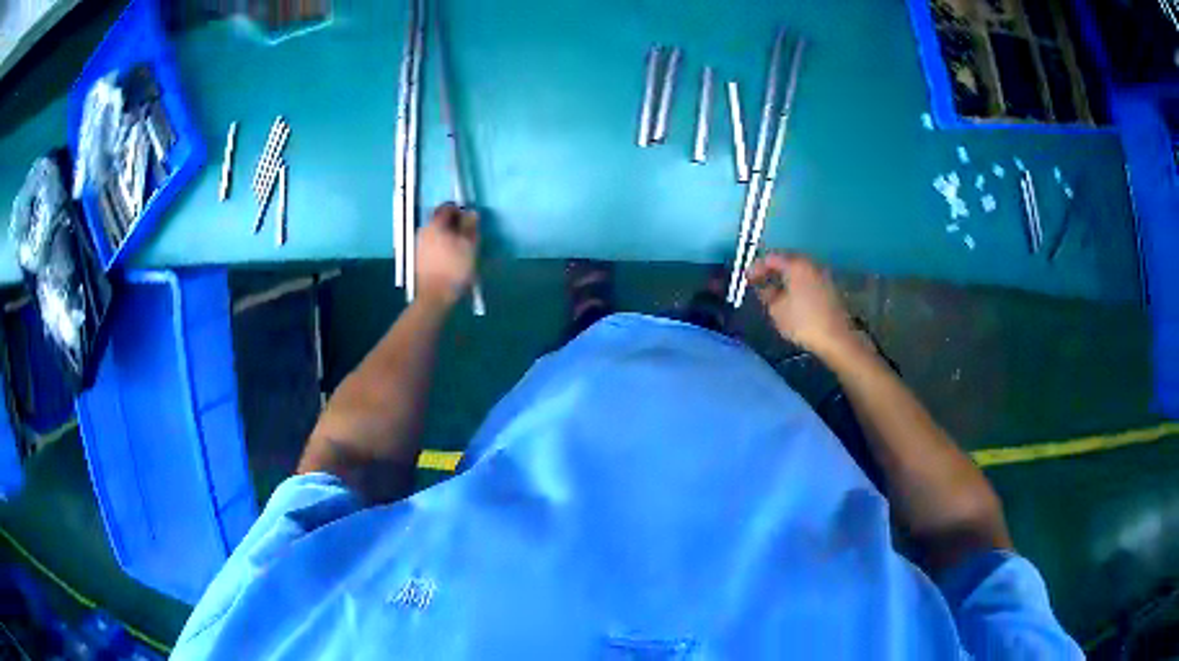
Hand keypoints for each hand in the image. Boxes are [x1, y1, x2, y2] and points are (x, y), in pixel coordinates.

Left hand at [415, 203, 479, 306]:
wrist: (435, 296)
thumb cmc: (455, 268)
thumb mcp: (469, 245)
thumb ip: (470, 226)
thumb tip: (471, 213)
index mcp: (435, 225)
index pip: (447, 208)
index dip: (459, 210)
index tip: (470, 220)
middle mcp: (424, 231)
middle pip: (440, 220)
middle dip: (454, 224)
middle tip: (467, 235)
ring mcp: (419, 245)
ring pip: (436, 233)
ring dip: (448, 236)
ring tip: (460, 248)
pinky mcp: (419, 258)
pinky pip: (432, 245)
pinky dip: (442, 246)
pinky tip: (450, 258)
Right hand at [748, 253, 859, 357]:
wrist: (836, 337)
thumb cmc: (803, 322)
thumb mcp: (777, 310)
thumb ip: (766, 294)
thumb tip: (763, 287)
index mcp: (795, 265)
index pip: (771, 258)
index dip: (756, 267)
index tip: (746, 278)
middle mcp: (810, 263)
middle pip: (786, 260)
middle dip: (771, 270)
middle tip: (759, 281)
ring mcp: (822, 274)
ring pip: (798, 270)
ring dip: (785, 277)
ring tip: (774, 290)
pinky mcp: (829, 287)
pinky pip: (807, 278)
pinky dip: (796, 283)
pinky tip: (791, 296)